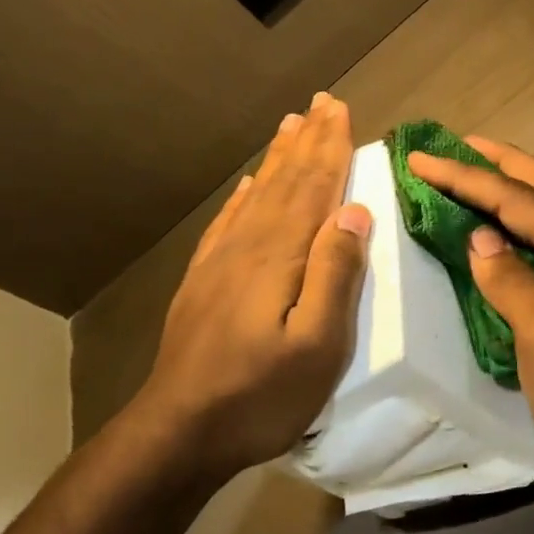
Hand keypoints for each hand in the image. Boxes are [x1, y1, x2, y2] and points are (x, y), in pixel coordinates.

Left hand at [128, 93, 372, 484]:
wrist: (181, 430)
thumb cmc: (262, 394)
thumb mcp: (318, 344)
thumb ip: (336, 274)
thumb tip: (353, 211)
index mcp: (280, 256)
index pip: (313, 188)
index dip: (330, 148)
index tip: (339, 109)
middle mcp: (249, 246)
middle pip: (285, 182)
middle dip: (307, 141)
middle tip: (320, 103)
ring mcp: (220, 263)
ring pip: (257, 196)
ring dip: (277, 160)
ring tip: (289, 127)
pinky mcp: (203, 283)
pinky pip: (228, 224)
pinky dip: (243, 198)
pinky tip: (247, 187)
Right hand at [406, 138, 533, 512]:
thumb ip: (510, 280)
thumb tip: (480, 239)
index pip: (520, 200)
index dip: (468, 177)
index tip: (421, 159)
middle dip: (504, 164)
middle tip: (460, 146)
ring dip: (517, 192)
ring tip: (480, 177)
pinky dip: (523, 233)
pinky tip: (505, 238)